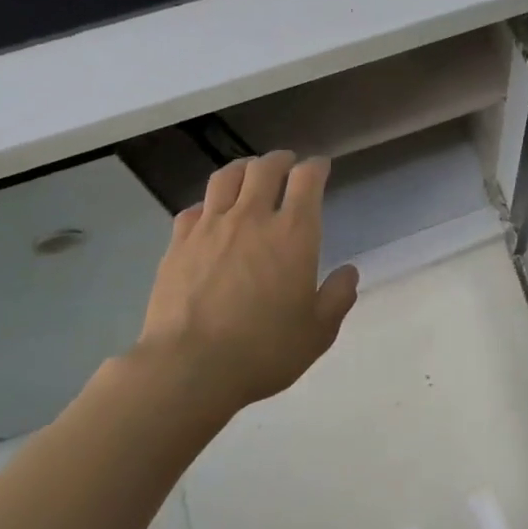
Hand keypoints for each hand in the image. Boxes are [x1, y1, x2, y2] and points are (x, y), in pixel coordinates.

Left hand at [139, 151, 359, 410]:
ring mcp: (211, 228)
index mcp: (294, 233)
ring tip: (248, 173)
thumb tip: (349, 272)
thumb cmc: (264, 350)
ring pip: (226, 178)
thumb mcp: (318, 332)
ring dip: (242, 169)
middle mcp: (253, 218)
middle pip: (265, 168)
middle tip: (286, 163)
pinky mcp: (178, 244)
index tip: (321, 167)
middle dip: (280, 160)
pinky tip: (209, 215)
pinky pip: (193, 209)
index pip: (307, 179)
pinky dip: (207, 204)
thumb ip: (337, 297)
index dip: (316, 167)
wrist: (189, 368)